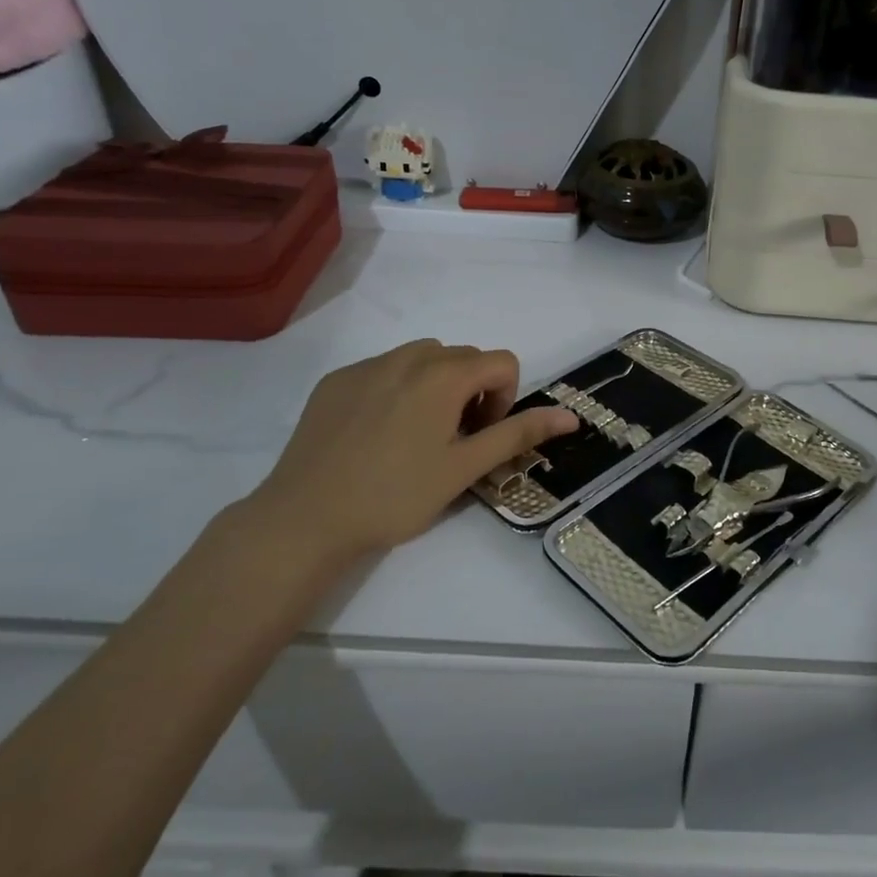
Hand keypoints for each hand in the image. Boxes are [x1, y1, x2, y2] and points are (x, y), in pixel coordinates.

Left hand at [241, 340, 577, 567]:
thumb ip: (519, 434)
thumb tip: (572, 416)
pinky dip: (396, 388)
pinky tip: (376, 435)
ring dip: (436, 385)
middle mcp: (408, 357)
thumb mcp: (465, 468)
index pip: (502, 362)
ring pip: (422, 359)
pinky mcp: (335, 380)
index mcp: (444, 375)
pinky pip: (383, 369)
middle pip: (463, 357)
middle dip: (472, 391)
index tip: (479, 437)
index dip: (504, 399)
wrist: (305, 519)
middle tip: (452, 442)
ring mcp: (367, 365)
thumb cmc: (396, 495)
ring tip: (416, 435)